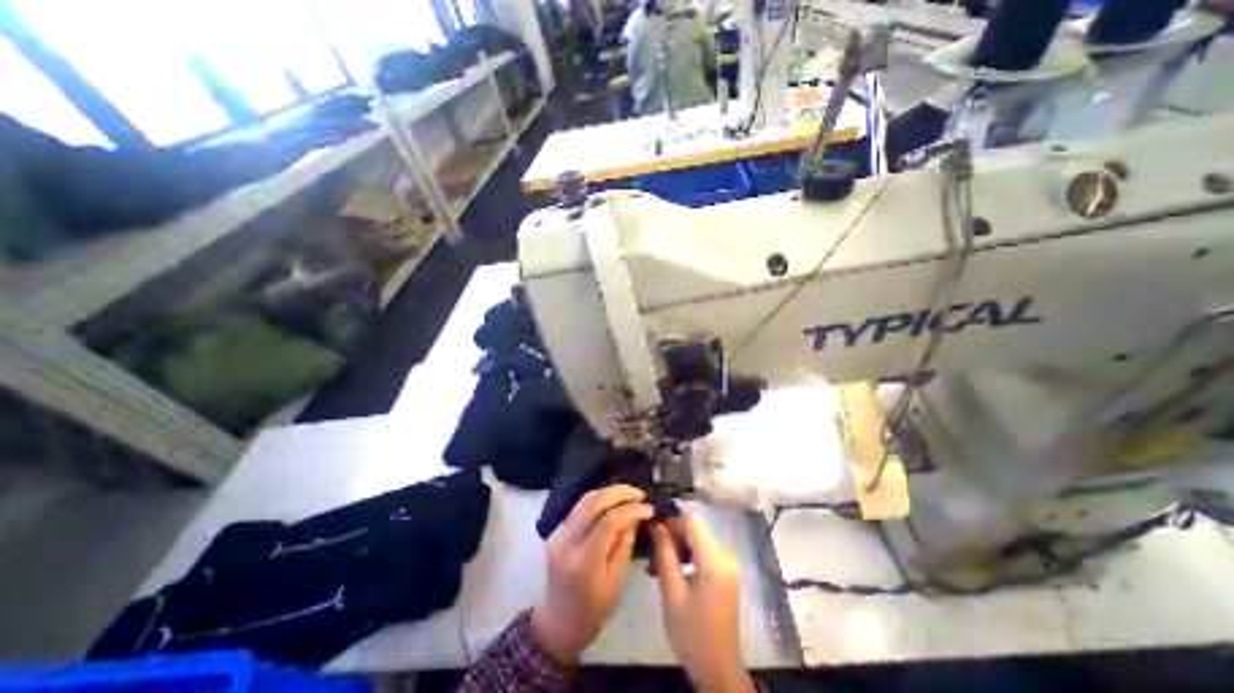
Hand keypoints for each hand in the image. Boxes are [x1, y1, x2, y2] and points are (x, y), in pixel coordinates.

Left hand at [527, 484, 648, 661]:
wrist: (559, 622)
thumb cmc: (593, 610)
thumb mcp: (616, 582)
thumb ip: (625, 545)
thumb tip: (636, 515)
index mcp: (584, 562)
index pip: (609, 522)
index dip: (630, 510)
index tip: (648, 508)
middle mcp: (567, 542)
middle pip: (593, 503)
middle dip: (619, 493)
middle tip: (639, 494)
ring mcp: (558, 534)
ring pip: (585, 500)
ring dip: (609, 492)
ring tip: (629, 494)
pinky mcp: (557, 530)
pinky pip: (579, 507)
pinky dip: (598, 499)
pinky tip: (613, 501)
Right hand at [650, 516, 758, 692]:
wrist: (718, 670)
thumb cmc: (692, 633)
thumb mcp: (672, 593)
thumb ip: (664, 554)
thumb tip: (655, 524)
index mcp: (715, 561)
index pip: (692, 522)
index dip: (670, 523)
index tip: (651, 534)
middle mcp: (726, 555)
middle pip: (695, 529)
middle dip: (672, 536)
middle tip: (651, 552)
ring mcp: (728, 563)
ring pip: (698, 538)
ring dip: (677, 546)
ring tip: (657, 564)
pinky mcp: (726, 571)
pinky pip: (703, 551)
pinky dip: (686, 555)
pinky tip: (671, 570)